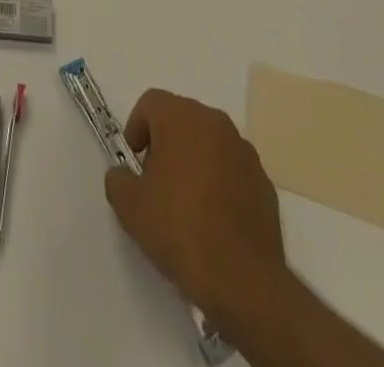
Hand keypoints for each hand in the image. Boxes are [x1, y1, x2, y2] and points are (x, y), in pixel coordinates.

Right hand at [104, 89, 288, 341]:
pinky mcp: (265, 184)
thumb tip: (123, 174)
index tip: (134, 162)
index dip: (136, 127)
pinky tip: (214, 220)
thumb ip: (118, 180)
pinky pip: (233, 171)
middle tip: (156, 181)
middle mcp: (215, 123)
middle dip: (166, 143)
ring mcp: (245, 152)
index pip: (151, 102)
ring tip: (186, 203)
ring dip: (195, 161)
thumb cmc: (180, 229)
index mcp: (181, 117)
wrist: (243, 279)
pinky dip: (221, 184)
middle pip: (182, 119)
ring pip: (210, 144)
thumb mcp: (130, 207)